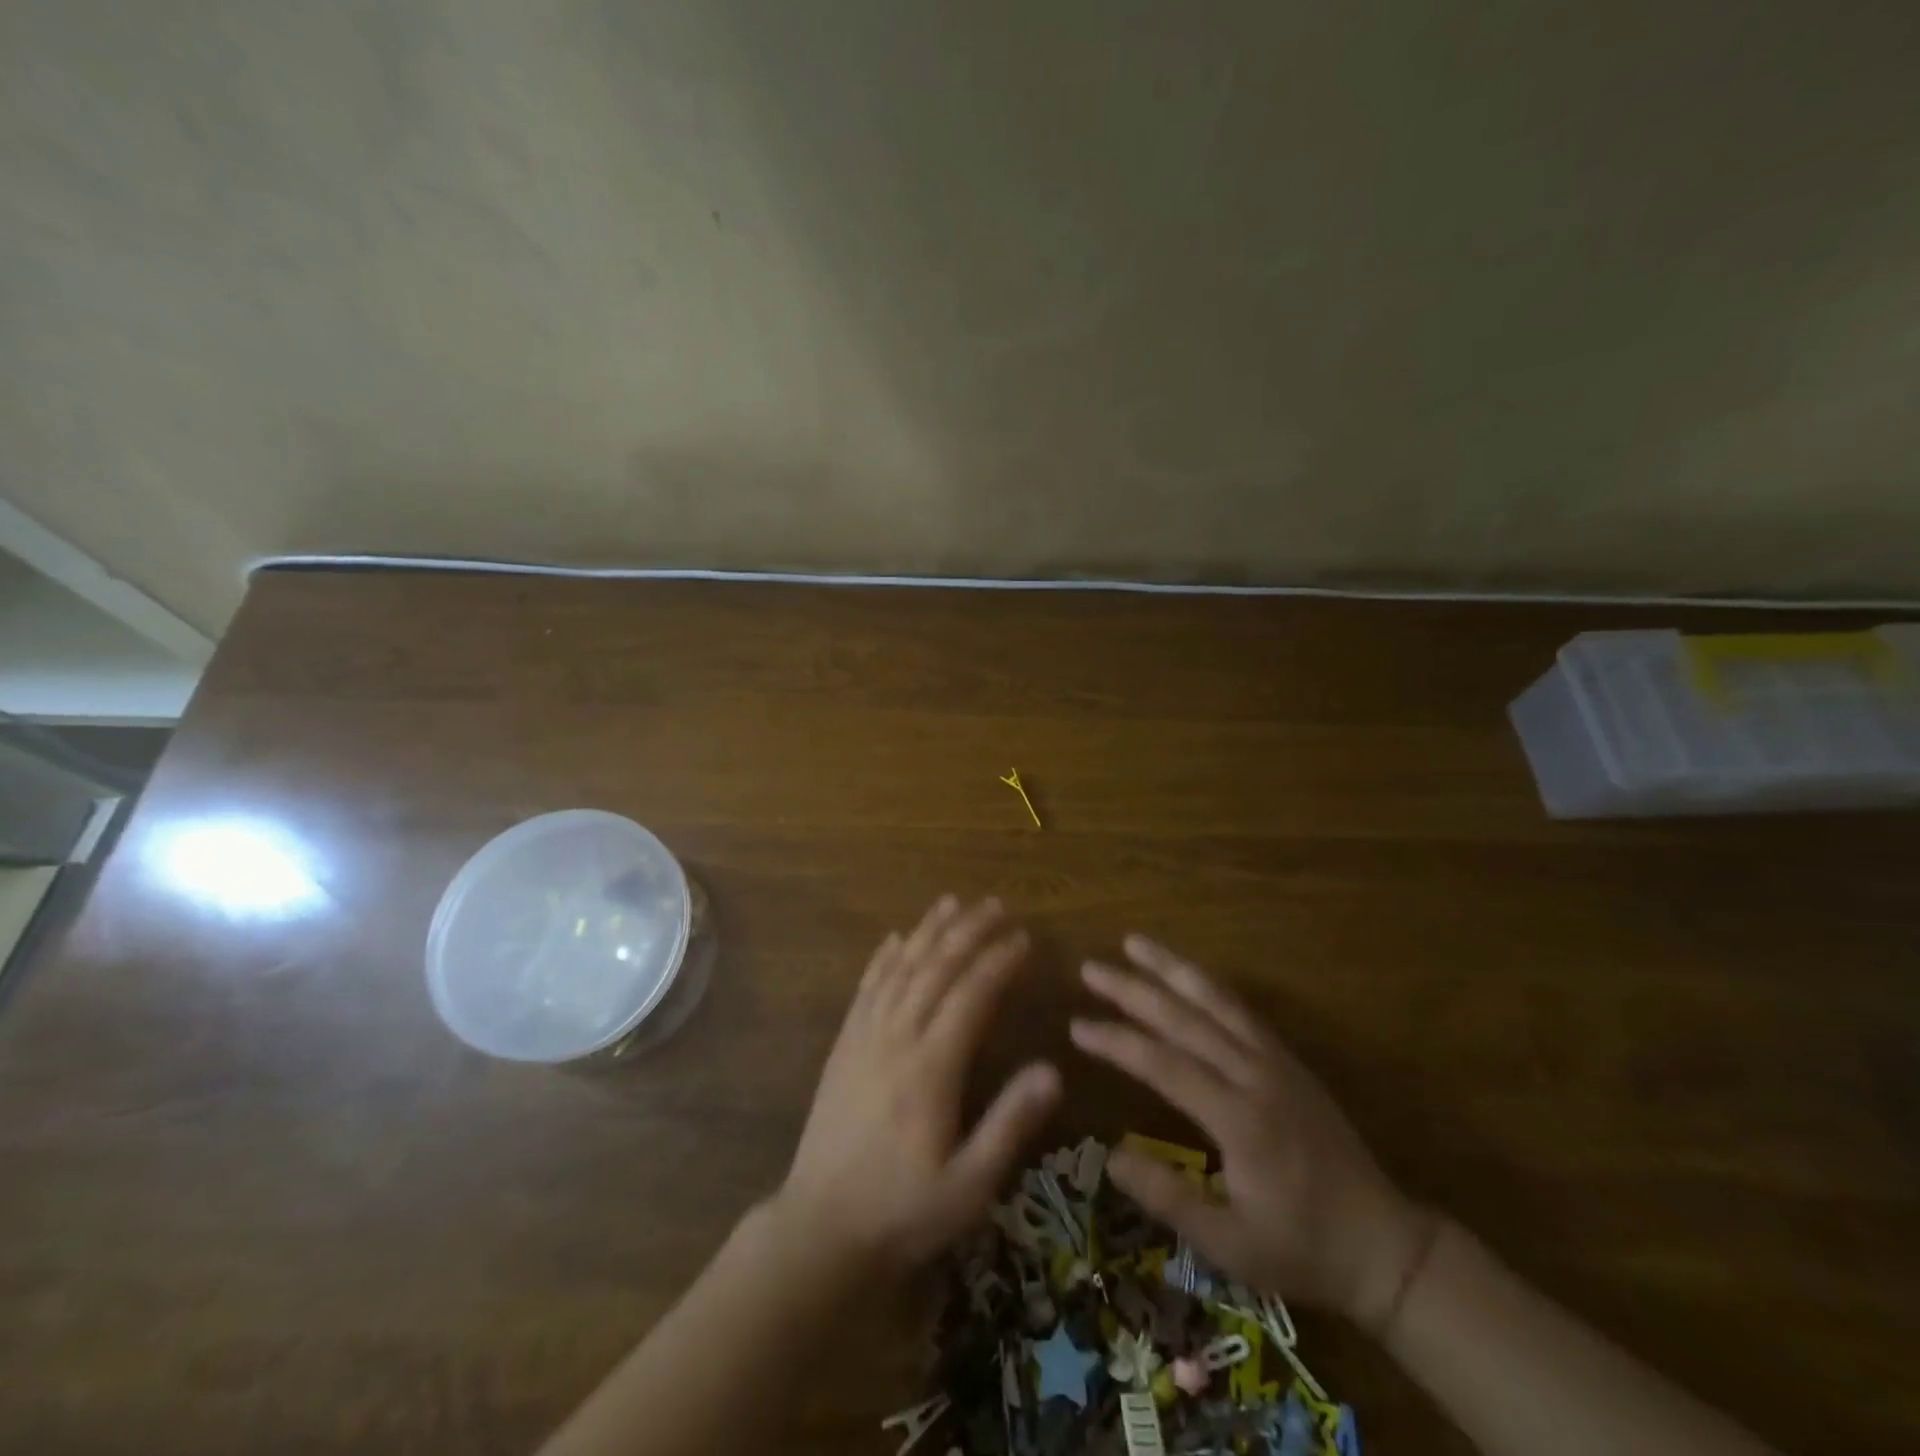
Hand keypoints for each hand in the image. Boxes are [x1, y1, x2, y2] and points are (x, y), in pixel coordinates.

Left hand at [775, 896, 1061, 1274]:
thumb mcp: (969, 1185)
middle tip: (994, 905)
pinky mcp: (843, 1046)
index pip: (971, 996)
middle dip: (967, 932)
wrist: (820, 1229)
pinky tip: (895, 939)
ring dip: (927, 932)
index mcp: (931, 1068)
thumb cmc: (903, 1211)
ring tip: (951, 903)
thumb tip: (1053, 1069)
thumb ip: (1010, 1123)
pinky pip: (866, 989)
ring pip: (900, 969)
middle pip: (935, 969)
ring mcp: (864, 1038)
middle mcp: (896, 1039)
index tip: (1023, 938)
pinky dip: (883, 959)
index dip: (998, 962)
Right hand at [1072, 935, 1435, 1331]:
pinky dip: (1206, 984)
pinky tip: (1184, 973)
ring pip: (1216, 1000)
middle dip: (1133, 990)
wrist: (1385, 1245)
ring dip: (1172, 968)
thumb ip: (1169, 1199)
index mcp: (1240, 1120)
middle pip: (1185, 1018)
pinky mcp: (1288, 1059)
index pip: (1164, 1064)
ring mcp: (1276, 1061)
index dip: (1117, 1042)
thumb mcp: (1231, 1245)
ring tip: (1134, 942)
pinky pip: (1240, 1009)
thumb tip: (1111, 1157)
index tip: (1077, 1027)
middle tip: (1090, 969)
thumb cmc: (1302, 1248)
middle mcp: (1256, 1076)